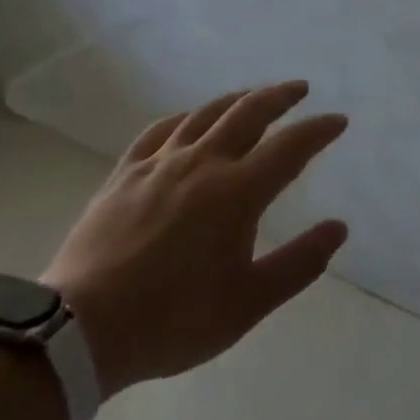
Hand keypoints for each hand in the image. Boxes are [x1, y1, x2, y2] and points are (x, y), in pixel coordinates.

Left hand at [41, 81, 348, 394]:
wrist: (80, 331)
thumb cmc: (173, 319)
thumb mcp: (248, 303)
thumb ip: (299, 263)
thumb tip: (339, 227)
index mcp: (238, 192)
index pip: (291, 146)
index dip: (318, 129)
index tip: (338, 121)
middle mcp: (203, 163)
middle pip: (249, 113)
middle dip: (280, 96)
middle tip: (300, 89)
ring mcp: (160, 164)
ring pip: (206, 114)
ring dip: (237, 99)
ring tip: (254, 95)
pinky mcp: (125, 173)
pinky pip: (161, 131)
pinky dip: (185, 118)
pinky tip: (190, 120)